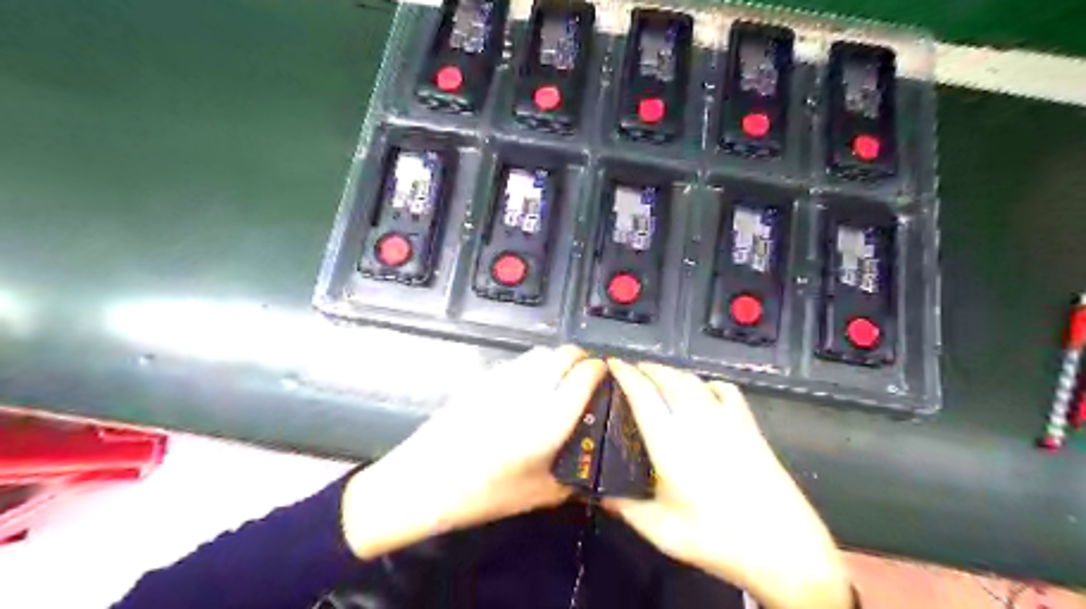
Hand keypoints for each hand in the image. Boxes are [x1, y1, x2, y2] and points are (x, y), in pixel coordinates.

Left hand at [342, 346, 606, 559]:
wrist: (424, 480)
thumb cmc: (484, 494)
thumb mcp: (538, 496)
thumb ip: (573, 479)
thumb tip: (592, 465)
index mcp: (549, 420)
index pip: (585, 374)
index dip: (600, 370)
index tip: (605, 378)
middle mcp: (530, 390)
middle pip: (565, 353)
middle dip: (581, 359)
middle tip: (585, 379)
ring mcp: (504, 379)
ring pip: (541, 352)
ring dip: (557, 360)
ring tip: (559, 381)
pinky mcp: (485, 378)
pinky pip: (519, 362)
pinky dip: (534, 366)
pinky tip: (527, 389)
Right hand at [607, 358, 852, 608]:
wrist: (785, 549)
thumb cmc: (717, 540)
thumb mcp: (662, 531)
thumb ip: (625, 508)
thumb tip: (597, 494)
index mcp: (670, 440)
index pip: (642, 393)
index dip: (625, 373)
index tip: (612, 363)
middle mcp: (696, 419)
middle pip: (668, 378)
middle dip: (646, 367)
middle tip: (630, 370)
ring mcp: (727, 419)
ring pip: (693, 380)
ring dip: (672, 372)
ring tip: (658, 376)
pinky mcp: (749, 425)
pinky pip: (725, 389)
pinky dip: (707, 383)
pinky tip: (703, 391)